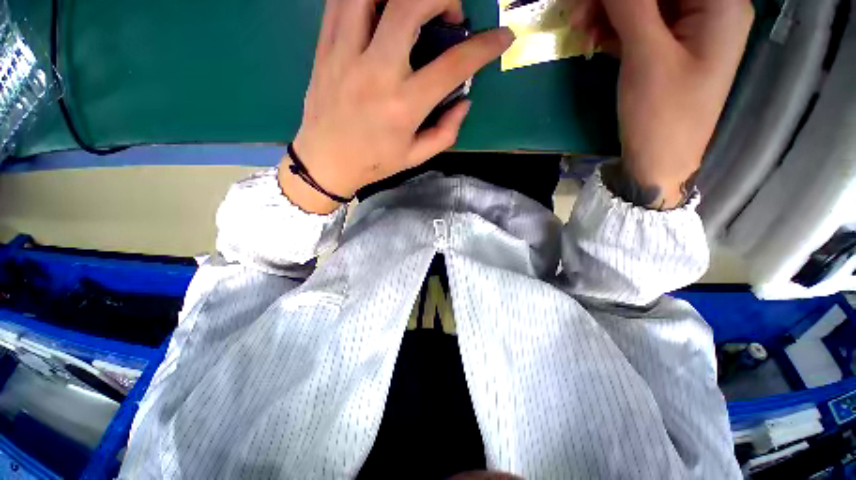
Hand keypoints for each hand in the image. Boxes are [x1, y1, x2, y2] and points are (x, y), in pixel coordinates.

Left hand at [279, 0, 514, 213]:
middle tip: (450, 14)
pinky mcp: (325, 47)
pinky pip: (343, 0)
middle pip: (411, 4)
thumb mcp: (416, 157)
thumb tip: (464, 101)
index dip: (484, 47)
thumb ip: (446, 131)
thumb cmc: (373, 163)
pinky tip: (382, 10)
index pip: (453, 65)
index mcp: (403, 106)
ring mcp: (346, 53)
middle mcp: (376, 72)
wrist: (325, 162)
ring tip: (414, 7)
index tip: (501, 37)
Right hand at [570, 0, 753, 208]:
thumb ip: (631, 6)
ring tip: (582, 32)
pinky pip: (642, 25)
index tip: (591, 1)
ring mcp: (690, 30)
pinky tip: (597, 41)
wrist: (659, 162)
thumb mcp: (646, 56)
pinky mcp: (671, 48)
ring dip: (610, 12)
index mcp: (720, 4)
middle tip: (578, 15)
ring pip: (646, 3)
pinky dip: (616, 29)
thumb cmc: (662, 115)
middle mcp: (710, 9)